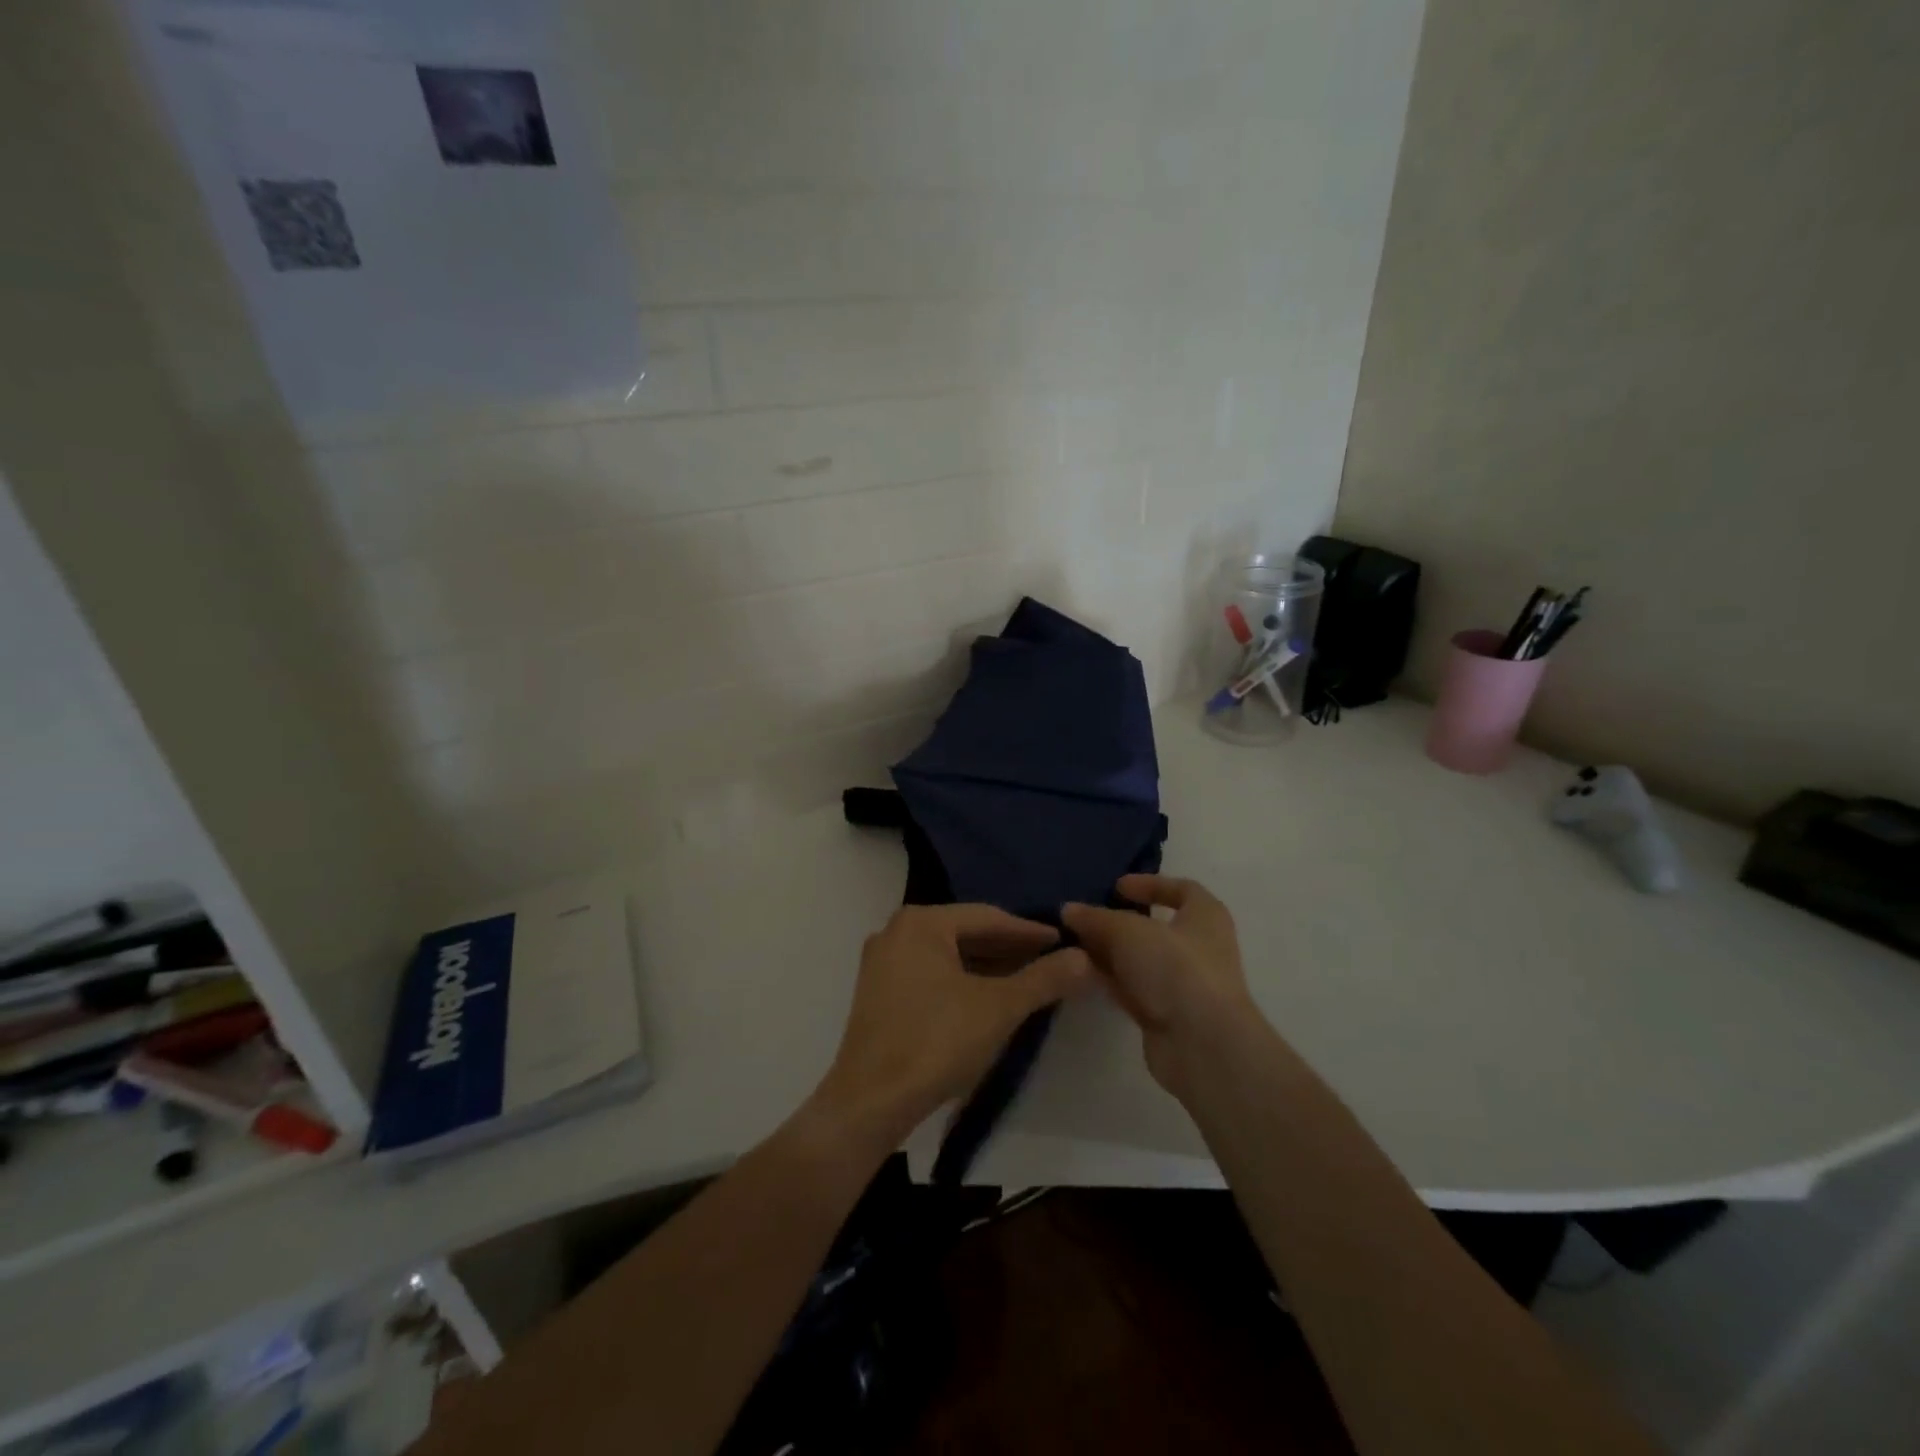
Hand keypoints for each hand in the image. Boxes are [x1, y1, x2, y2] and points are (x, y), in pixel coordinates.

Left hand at [813, 904, 1093, 1146]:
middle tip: (1050, 959)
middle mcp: (896, 932)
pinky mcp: (879, 994)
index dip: (1029, 931)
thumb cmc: (936, 1042)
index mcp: (920, 922)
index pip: (987, 917)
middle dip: (1008, 948)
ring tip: (1027, 979)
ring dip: (987, 966)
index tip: (1063, 940)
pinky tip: (989, 998)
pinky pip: (931, 974)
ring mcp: (883, 963)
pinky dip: (962, 981)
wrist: (871, 1102)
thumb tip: (1084, 957)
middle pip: (965, 933)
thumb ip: (1043, 979)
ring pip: (948, 956)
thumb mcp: (999, 1008)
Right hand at [1062, 875, 1262, 1100]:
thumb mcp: (1128, 931)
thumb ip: (1096, 918)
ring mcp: (1183, 984)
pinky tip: (1080, 973)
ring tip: (1071, 943)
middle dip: (1117, 922)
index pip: (1182, 889)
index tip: (1117, 887)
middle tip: (1083, 917)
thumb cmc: (1175, 968)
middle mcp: (1199, 948)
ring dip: (1109, 952)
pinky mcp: (1166, 1015)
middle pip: (1154, 927)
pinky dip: (1110, 979)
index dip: (1150, 884)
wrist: (1202, 1045)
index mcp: (1206, 916)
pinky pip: (1133, 989)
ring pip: (1139, 960)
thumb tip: (1069, 910)